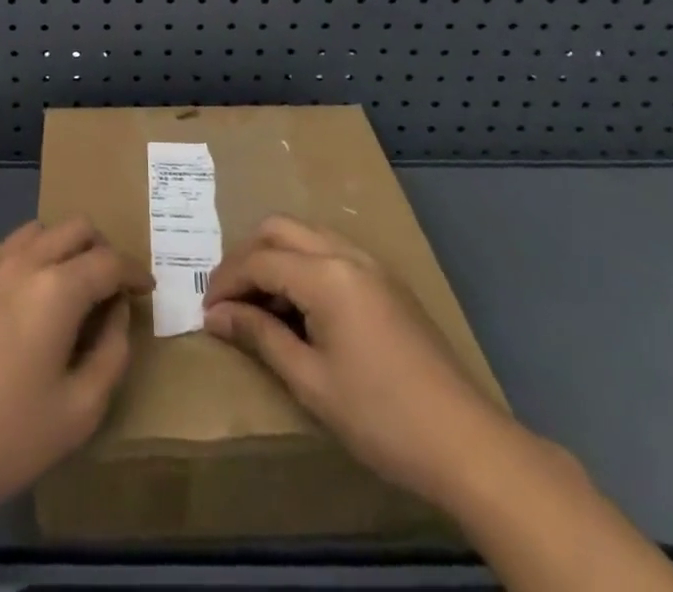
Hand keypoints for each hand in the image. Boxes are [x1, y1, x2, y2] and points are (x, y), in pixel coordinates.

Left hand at [0, 218, 151, 522]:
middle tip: (110, 286)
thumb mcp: (80, 410)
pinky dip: (28, 259)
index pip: (109, 261)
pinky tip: (24, 300)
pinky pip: (5, 249)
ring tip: (68, 288)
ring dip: (62, 248)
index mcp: (57, 288)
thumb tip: (117, 313)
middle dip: (101, 249)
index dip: (134, 272)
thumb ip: (112, 352)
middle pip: (75, 227)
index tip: (145, 289)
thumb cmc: (8, 437)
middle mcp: (23, 260)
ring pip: (38, 230)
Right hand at [202, 214, 517, 510]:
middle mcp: (346, 254)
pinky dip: (303, 264)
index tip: (206, 312)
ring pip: (306, 235)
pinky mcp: (386, 281)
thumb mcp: (310, 381)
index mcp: (326, 274)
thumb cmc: (380, 417)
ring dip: (275, 257)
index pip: (259, 260)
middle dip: (246, 257)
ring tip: (260, 303)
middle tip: (229, 299)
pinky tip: (300, 306)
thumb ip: (260, 336)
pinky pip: (331, 251)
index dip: (225, 282)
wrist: (466, 443)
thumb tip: (216, 315)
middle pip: (279, 229)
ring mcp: (371, 264)